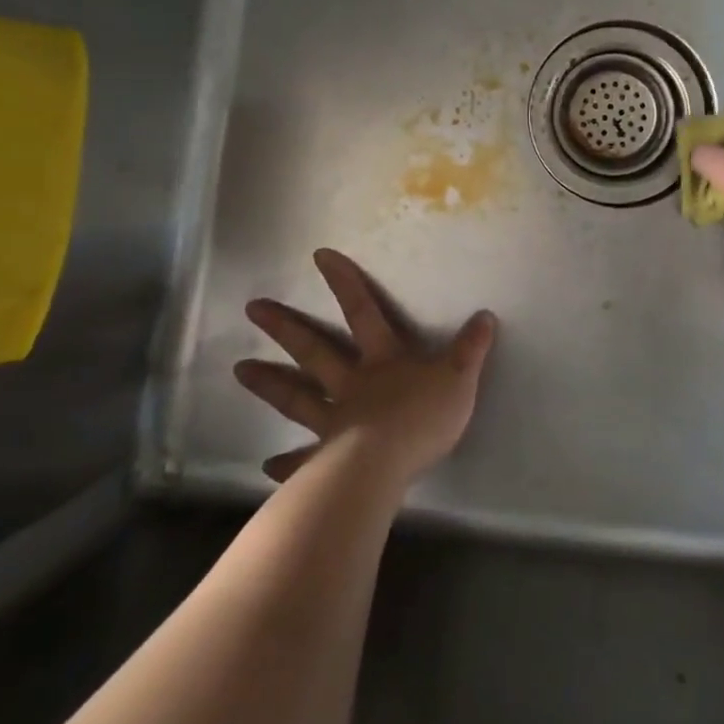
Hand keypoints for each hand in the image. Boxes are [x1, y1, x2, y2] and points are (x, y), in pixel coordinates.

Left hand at [234, 249, 496, 487]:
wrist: (391, 462)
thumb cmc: (424, 416)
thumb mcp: (459, 376)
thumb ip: (471, 348)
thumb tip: (485, 315)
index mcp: (383, 360)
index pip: (363, 311)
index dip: (344, 283)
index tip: (319, 257)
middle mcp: (353, 383)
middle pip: (315, 351)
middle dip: (286, 328)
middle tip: (253, 309)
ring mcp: (335, 420)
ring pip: (297, 397)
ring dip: (270, 383)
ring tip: (238, 370)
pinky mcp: (329, 458)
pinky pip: (305, 459)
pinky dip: (288, 463)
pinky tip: (268, 466)